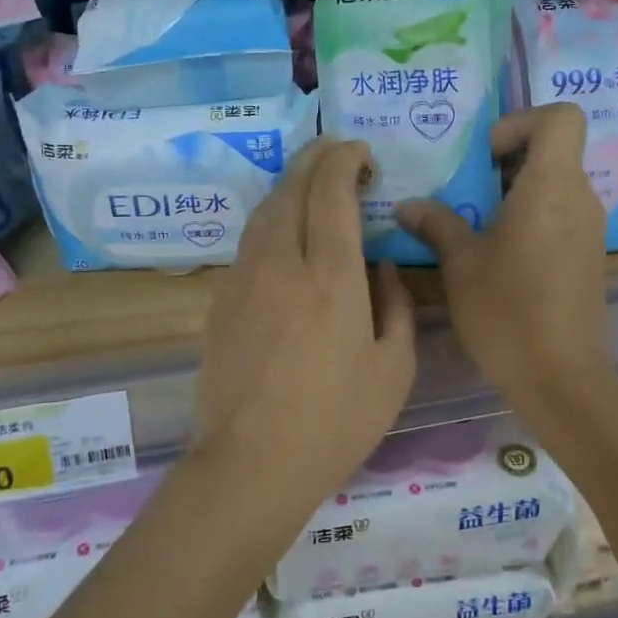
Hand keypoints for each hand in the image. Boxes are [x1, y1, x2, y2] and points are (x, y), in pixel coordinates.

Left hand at [192, 139, 417, 507]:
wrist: (251, 465)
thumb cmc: (335, 422)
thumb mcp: (394, 369)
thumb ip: (396, 306)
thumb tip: (380, 267)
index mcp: (330, 275)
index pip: (331, 190)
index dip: (345, 159)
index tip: (362, 153)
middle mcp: (282, 262)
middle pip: (292, 186)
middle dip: (316, 157)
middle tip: (339, 153)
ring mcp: (244, 278)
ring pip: (265, 208)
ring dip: (291, 185)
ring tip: (313, 187)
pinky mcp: (221, 299)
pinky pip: (250, 241)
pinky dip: (272, 219)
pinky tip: (286, 236)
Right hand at [396, 104, 613, 405]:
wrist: (560, 377)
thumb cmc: (506, 310)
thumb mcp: (460, 263)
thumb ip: (436, 223)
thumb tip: (407, 205)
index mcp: (552, 186)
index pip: (562, 117)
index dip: (522, 122)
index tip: (487, 157)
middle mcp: (580, 198)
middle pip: (554, 149)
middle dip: (508, 159)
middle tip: (469, 190)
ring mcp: (590, 228)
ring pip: (556, 184)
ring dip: (516, 191)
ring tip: (476, 223)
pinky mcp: (588, 256)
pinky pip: (560, 214)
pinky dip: (531, 217)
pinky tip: (499, 253)